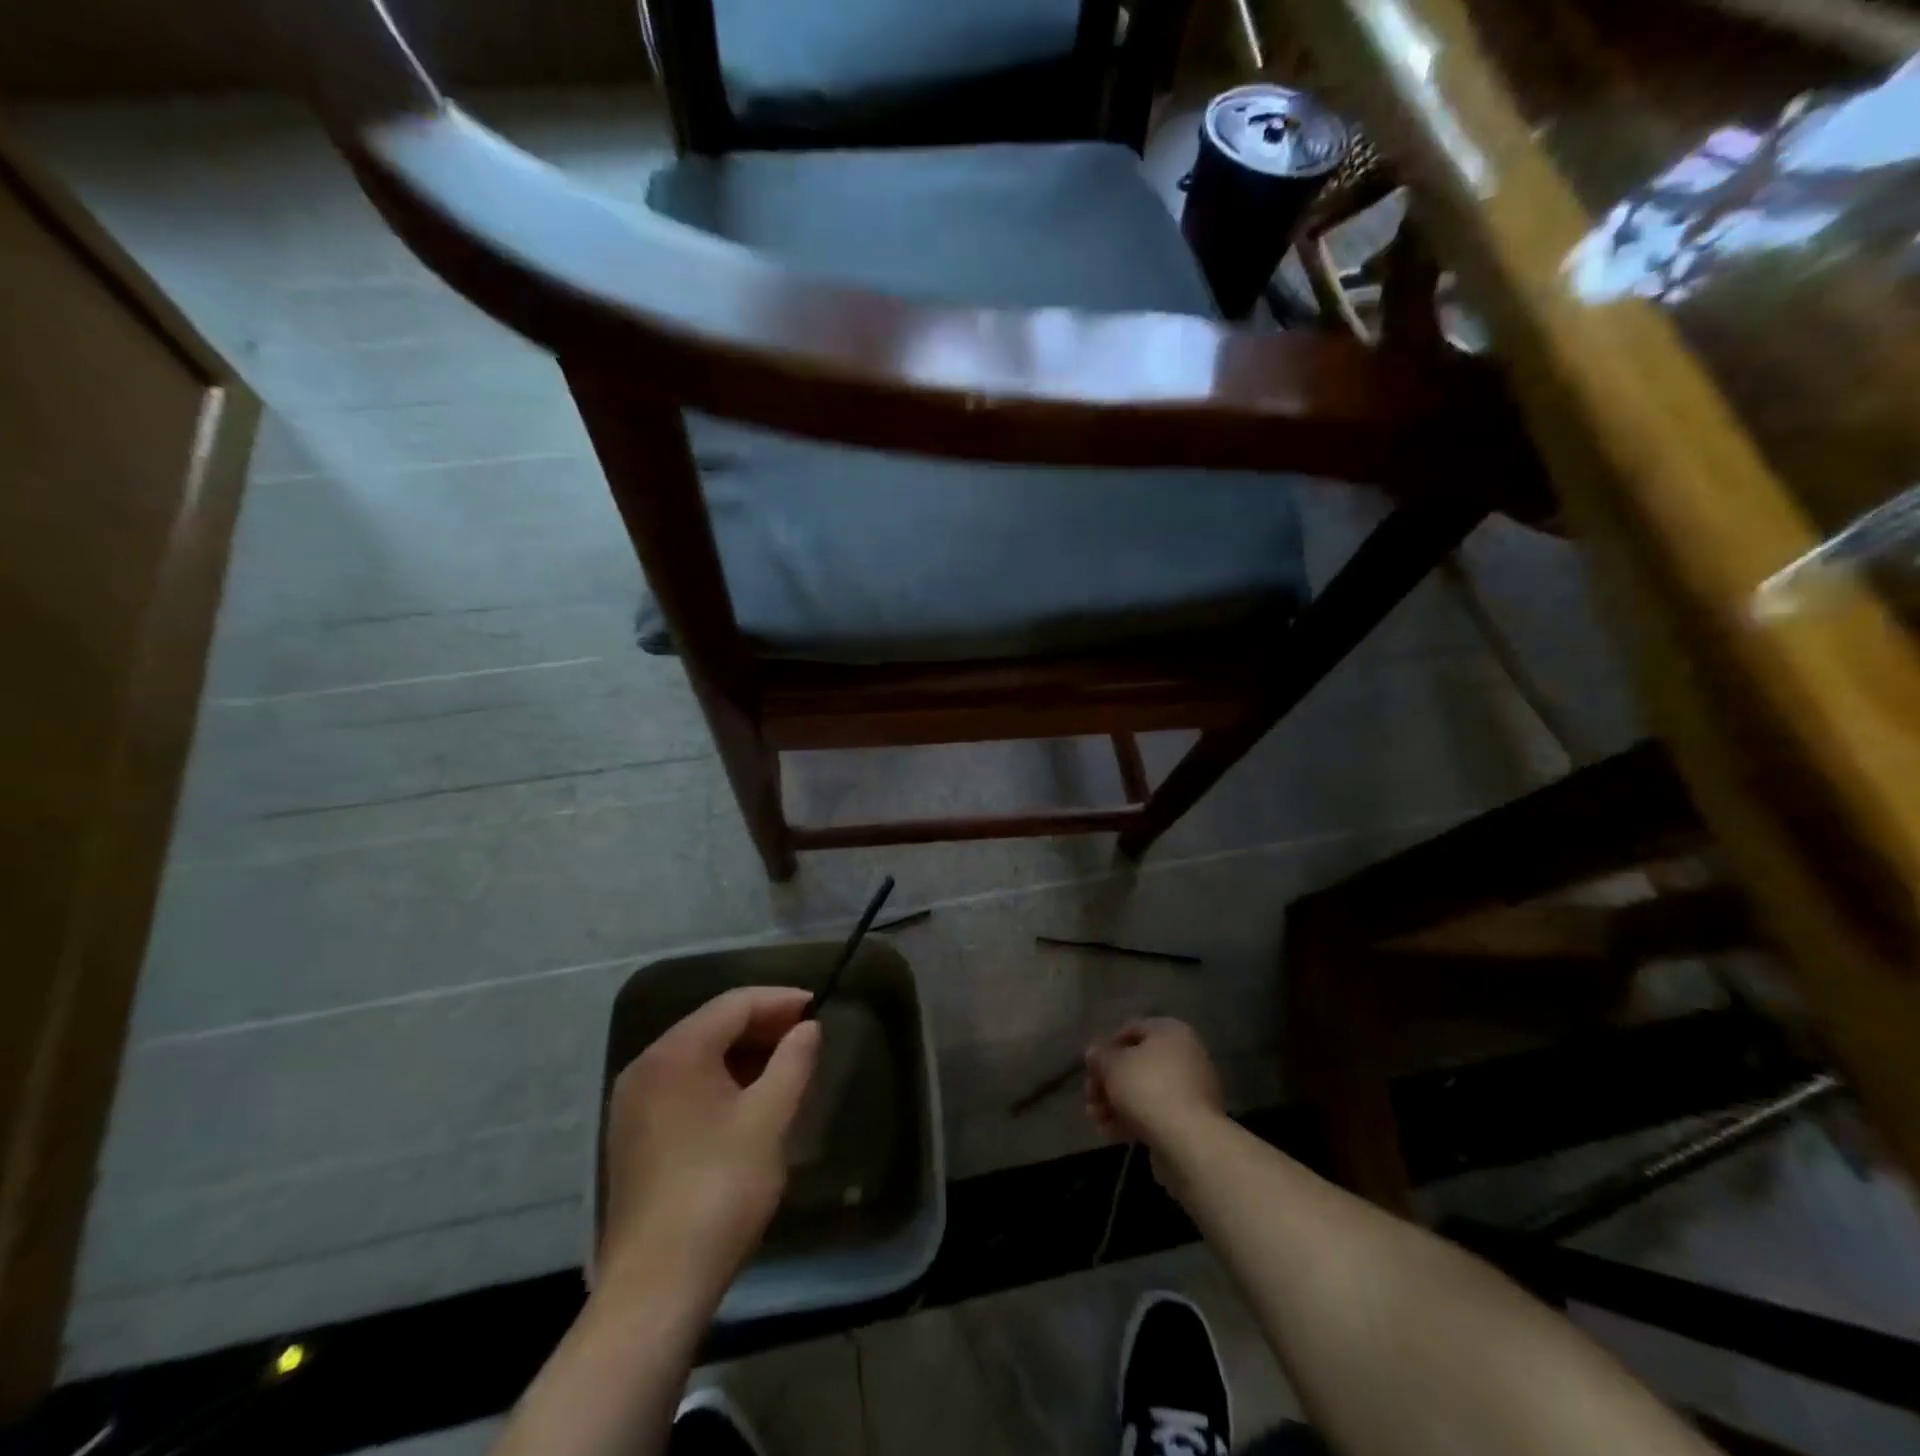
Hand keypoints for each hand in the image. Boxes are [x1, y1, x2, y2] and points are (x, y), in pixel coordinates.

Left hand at [599, 986, 820, 1303]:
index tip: (818, 1007)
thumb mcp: (770, 1119)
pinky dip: (720, 1079)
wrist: (656, 1286)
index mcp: (675, 1054)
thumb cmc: (720, 1189)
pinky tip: (748, 1098)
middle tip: (806, 1035)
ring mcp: (633, 1103)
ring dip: (743, 1053)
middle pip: (712, 1025)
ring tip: (785, 1064)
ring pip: (697, 1056)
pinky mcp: (633, 1136)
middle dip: (762, 1025)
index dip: (779, 1000)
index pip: (734, 1004)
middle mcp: (646, 1067)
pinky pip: (683, 1085)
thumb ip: (793, 1062)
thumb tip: (808, 1029)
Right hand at [1085, 1018, 1223, 1150]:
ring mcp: (1190, 1090)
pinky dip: (1132, 1119)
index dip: (1106, 1047)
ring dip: (1115, 1103)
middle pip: (1136, 1064)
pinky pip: (1156, 1113)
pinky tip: (1109, 1132)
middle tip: (1090, 1097)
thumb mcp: (1113, 1065)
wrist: (1189, 1142)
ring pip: (1144, 1091)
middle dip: (1108, 1081)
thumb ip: (1100, 1056)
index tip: (1091, 1067)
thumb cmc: (1148, 1088)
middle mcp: (1185, 1056)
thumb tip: (1095, 1053)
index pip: (1131, 1030)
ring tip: (1094, 1118)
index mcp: (1171, 1032)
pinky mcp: (1190, 1121)